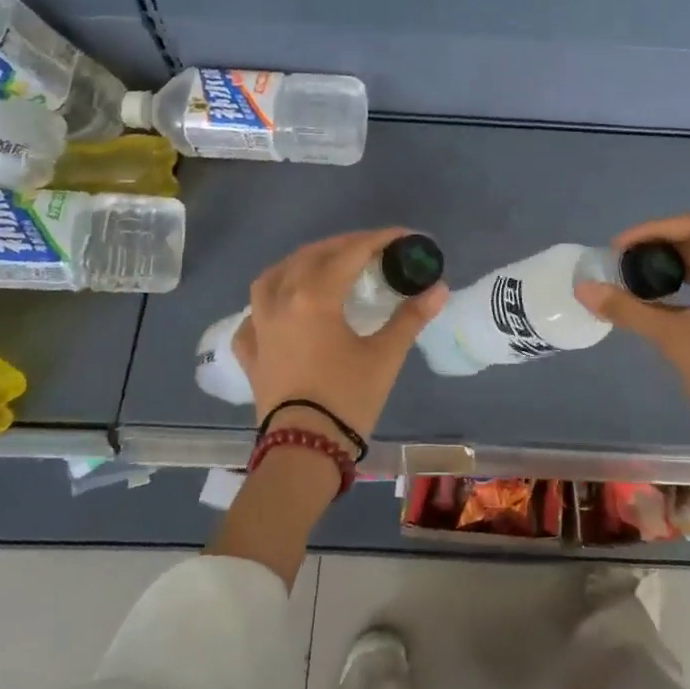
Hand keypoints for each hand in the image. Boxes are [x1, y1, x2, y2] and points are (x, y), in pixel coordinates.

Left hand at [234, 228, 448, 446]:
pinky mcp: (249, 351)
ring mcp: (259, 325)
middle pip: (311, 256)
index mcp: (315, 296)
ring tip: (322, 267)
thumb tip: (440, 288)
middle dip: (344, 245)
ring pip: (273, 277)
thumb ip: (410, 317)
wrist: (303, 451)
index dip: (381, 240)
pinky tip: (280, 310)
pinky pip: (253, 314)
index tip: (405, 237)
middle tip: (373, 249)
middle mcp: (281, 300)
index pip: (351, 253)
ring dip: (300, 264)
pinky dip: (269, 303)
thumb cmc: (347, 399)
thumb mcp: (385, 356)